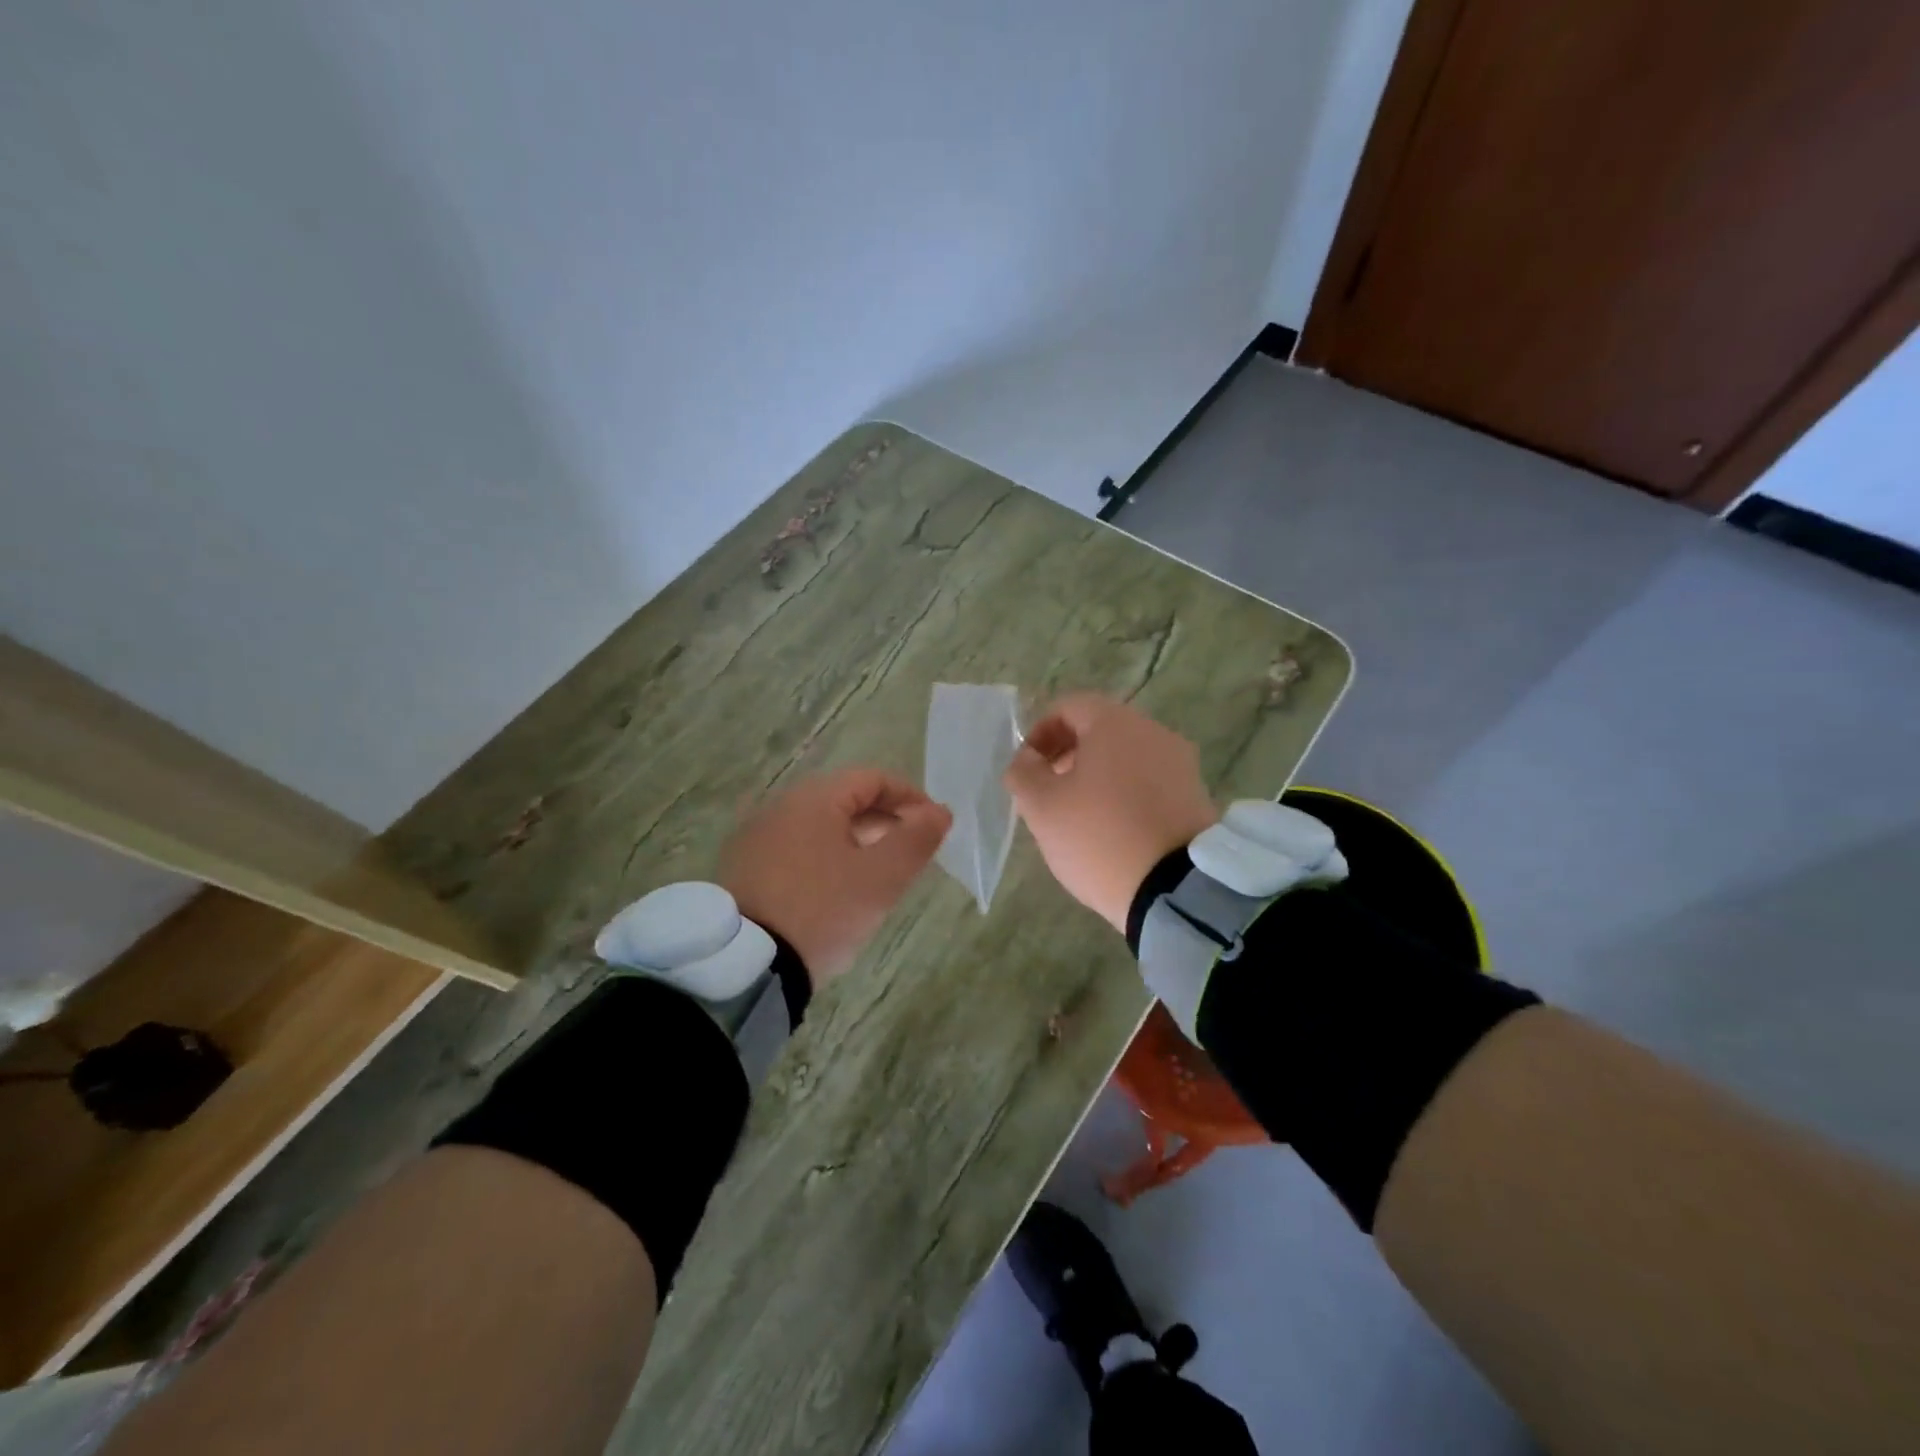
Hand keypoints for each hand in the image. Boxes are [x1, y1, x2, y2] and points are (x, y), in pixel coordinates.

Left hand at [719, 768, 951, 985]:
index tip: (934, 826)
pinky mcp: (744, 868)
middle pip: (844, 800)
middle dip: (884, 821)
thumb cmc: (822, 910)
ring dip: (856, 841)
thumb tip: (940, 812)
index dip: (909, 797)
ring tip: (878, 875)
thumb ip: (915, 840)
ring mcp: (757, 837)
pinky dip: (826, 858)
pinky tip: (836, 892)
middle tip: (911, 853)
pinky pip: (796, 849)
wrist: (745, 965)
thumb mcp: (880, 878)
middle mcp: (780, 807)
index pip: (872, 779)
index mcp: (814, 799)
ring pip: (820, 826)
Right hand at [1004, 694, 1218, 932]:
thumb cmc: (1098, 836)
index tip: (1027, 769)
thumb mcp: (1041, 807)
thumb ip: (1023, 773)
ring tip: (1080, 816)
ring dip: (1097, 776)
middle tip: (1048, 792)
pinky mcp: (1196, 795)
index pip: (1068, 707)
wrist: (1176, 888)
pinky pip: (1150, 782)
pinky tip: (1114, 830)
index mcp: (1114, 723)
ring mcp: (1180, 763)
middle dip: (1068, 754)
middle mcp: (1153, 731)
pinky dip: (1126, 794)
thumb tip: (1027, 760)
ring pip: (1127, 757)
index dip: (1040, 733)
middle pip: (1100, 730)